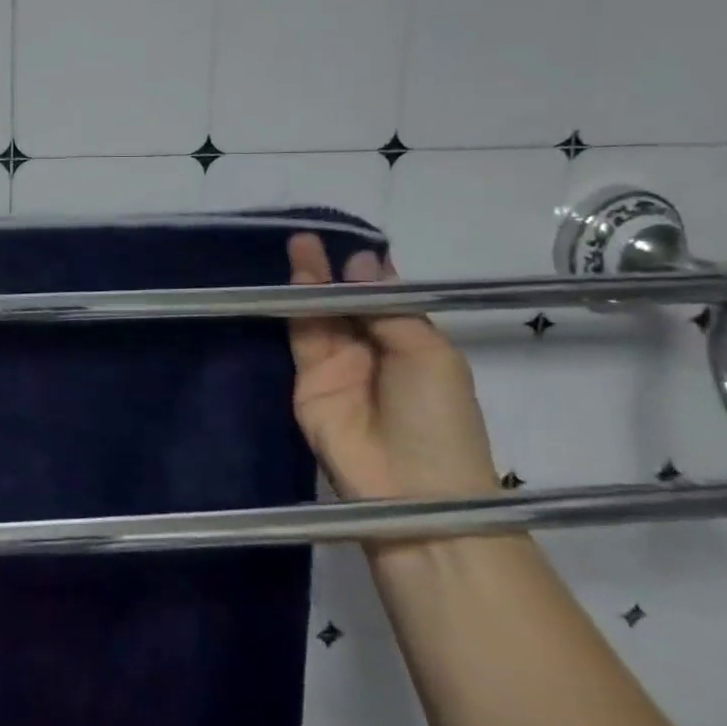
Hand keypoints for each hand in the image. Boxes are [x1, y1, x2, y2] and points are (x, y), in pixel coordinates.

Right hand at [285, 233, 497, 501]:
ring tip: (298, 247)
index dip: (366, 271)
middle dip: (329, 271)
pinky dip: (292, 312)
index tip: (349, 240)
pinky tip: (288, 285)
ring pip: (317, 316)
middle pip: (343, 302)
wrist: (410, 488)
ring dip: (308, 283)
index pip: (381, 298)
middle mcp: (369, 350)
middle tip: (310, 237)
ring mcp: (335, 367)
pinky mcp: (305, 383)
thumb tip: (364, 261)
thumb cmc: (437, 419)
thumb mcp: (428, 354)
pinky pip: (297, 341)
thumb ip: (389, 309)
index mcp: (409, 342)